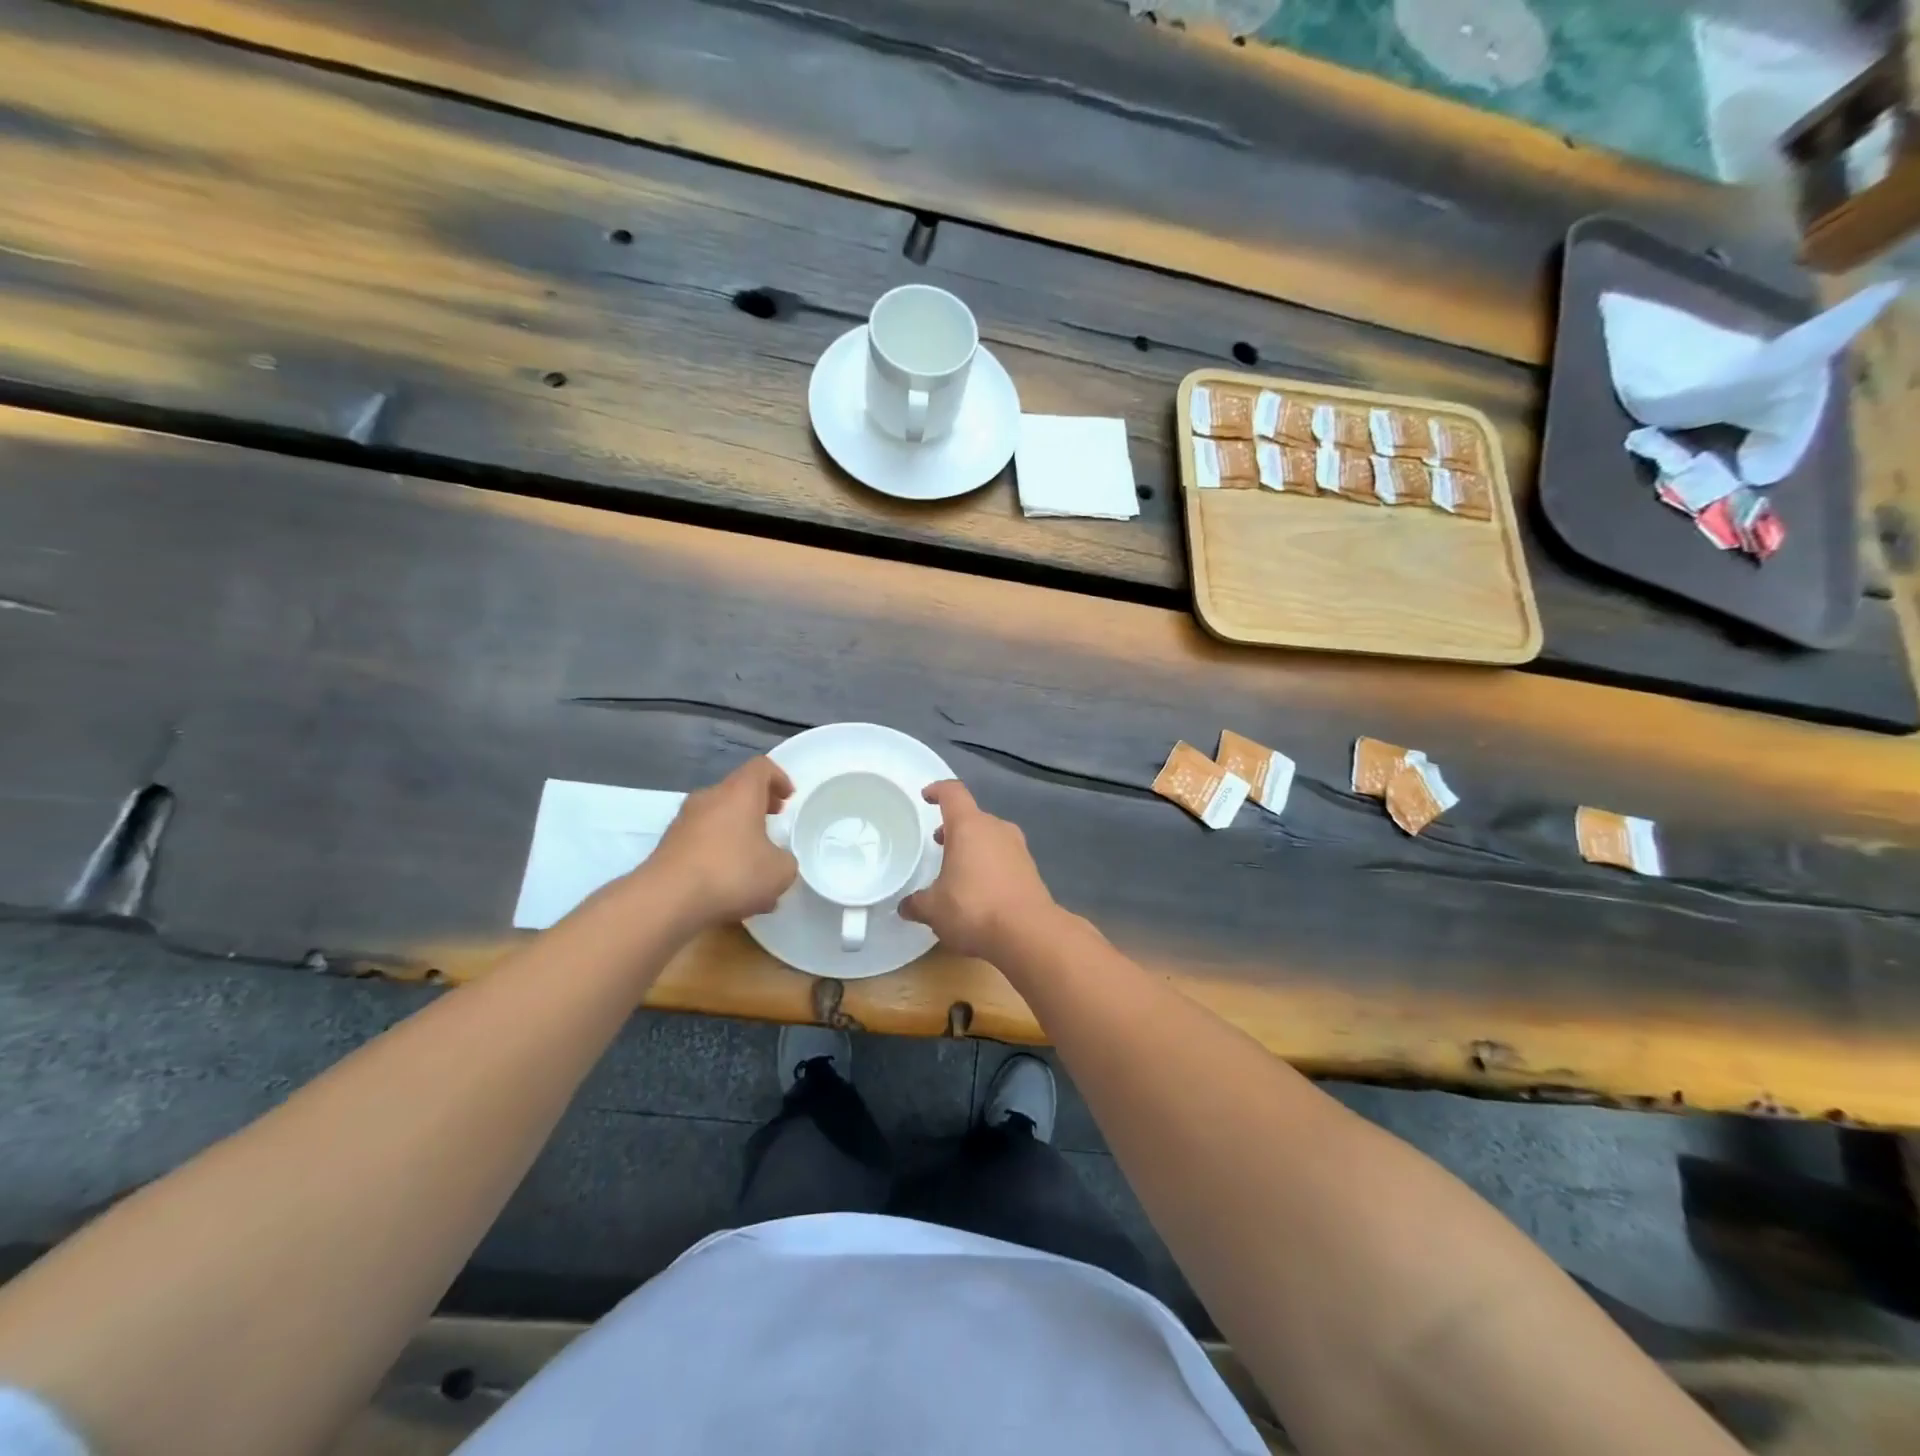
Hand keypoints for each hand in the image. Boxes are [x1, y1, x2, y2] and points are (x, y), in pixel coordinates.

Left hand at [646, 757, 796, 926]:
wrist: (666, 900)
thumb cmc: (732, 873)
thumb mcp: (780, 871)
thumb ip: (785, 860)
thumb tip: (775, 860)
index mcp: (739, 793)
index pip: (761, 767)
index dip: (779, 778)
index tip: (788, 799)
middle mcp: (709, 798)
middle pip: (737, 791)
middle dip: (757, 807)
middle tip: (772, 825)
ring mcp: (684, 821)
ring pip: (718, 818)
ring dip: (737, 833)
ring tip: (751, 865)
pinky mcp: (668, 846)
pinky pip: (701, 842)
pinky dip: (718, 853)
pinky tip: (727, 885)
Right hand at [900, 780, 1056, 960]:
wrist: (1028, 932)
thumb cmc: (974, 908)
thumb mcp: (934, 909)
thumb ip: (917, 903)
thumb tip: (905, 906)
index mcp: (969, 826)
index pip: (953, 793)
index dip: (938, 791)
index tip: (926, 796)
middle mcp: (996, 829)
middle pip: (973, 817)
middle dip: (954, 827)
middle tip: (938, 843)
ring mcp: (1018, 848)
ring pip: (990, 837)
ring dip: (973, 846)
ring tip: (957, 869)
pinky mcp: (1030, 869)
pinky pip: (1004, 857)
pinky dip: (989, 864)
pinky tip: (980, 889)